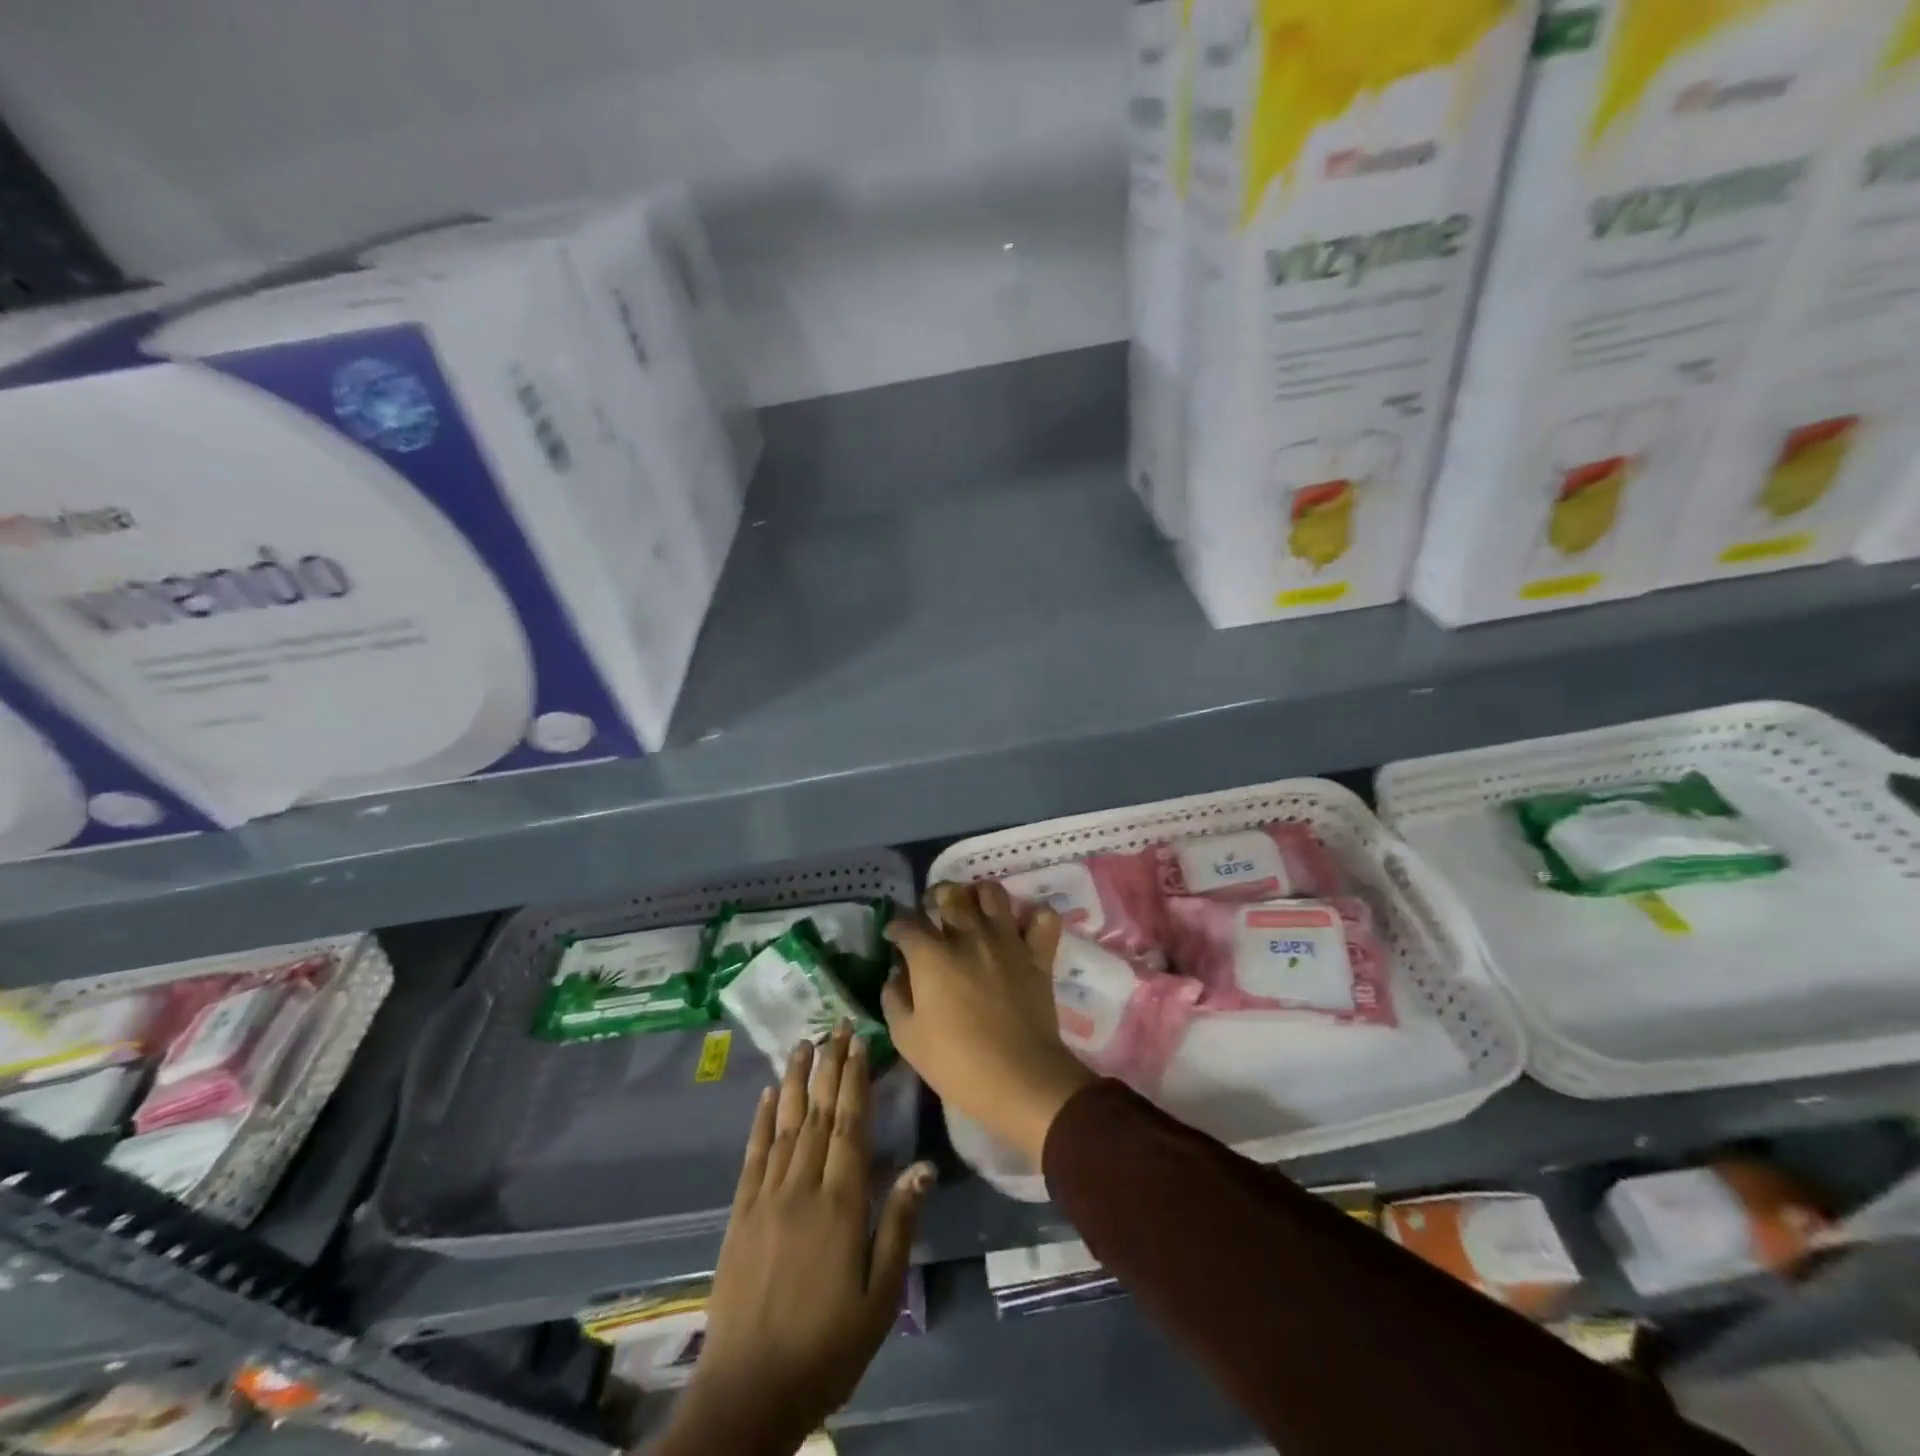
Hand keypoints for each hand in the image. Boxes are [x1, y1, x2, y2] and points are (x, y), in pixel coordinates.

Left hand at [664, 1029, 932, 1455]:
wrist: (748, 1393)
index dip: (854, 1079)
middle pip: (818, 1114)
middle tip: (835, 1025)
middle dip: (829, 1066)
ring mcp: (765, 1198)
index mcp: (840, 1204)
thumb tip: (923, 1166)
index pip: (849, 1125)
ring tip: (802, 1043)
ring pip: (784, 1125)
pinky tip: (766, 1095)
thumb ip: (899, 1226)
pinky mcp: (740, 1215)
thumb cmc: (827, 1348)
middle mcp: (801, 1188)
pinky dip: (760, 1121)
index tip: (858, 1042)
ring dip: (794, 1080)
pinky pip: (752, 1156)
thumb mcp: (880, 1298)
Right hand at [883, 881, 1097, 1166]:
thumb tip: (896, 975)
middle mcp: (968, 935)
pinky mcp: (1038, 954)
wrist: (1020, 1078)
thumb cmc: (957, 1063)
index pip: (906, 923)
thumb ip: (894, 999)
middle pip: (949, 894)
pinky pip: (1043, 918)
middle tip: (932, 911)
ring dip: (978, 895)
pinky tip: (1021, 928)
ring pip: (993, 893)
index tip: (893, 935)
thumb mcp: (908, 1038)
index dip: (895, 925)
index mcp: (931, 955)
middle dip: (934, 897)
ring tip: (973, 909)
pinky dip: (1033, 916)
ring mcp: (1007, 941)